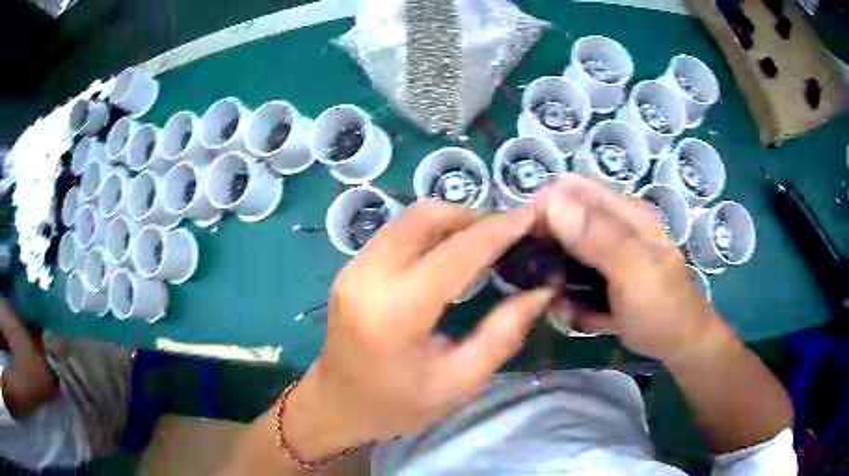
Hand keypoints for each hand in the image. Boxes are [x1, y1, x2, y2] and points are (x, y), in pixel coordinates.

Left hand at [288, 201, 555, 455]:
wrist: (336, 406)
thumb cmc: (397, 405)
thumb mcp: (458, 382)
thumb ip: (503, 334)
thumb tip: (541, 292)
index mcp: (396, 312)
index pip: (455, 254)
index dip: (497, 230)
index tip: (529, 215)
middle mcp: (369, 278)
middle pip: (425, 218)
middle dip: (471, 215)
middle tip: (505, 232)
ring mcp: (353, 269)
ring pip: (407, 219)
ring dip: (449, 219)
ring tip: (483, 239)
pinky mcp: (349, 269)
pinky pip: (394, 233)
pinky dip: (427, 231)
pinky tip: (448, 250)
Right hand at [536, 174, 723, 362]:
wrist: (679, 345)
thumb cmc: (661, 306)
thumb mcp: (633, 269)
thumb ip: (596, 235)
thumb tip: (550, 199)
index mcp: (624, 212)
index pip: (571, 189)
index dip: (543, 206)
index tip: (523, 237)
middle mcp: (614, 228)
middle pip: (564, 222)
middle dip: (547, 250)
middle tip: (538, 279)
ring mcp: (608, 256)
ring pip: (565, 256)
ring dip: (557, 281)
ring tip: (560, 305)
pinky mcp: (605, 281)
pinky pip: (575, 282)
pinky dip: (572, 300)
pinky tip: (578, 316)